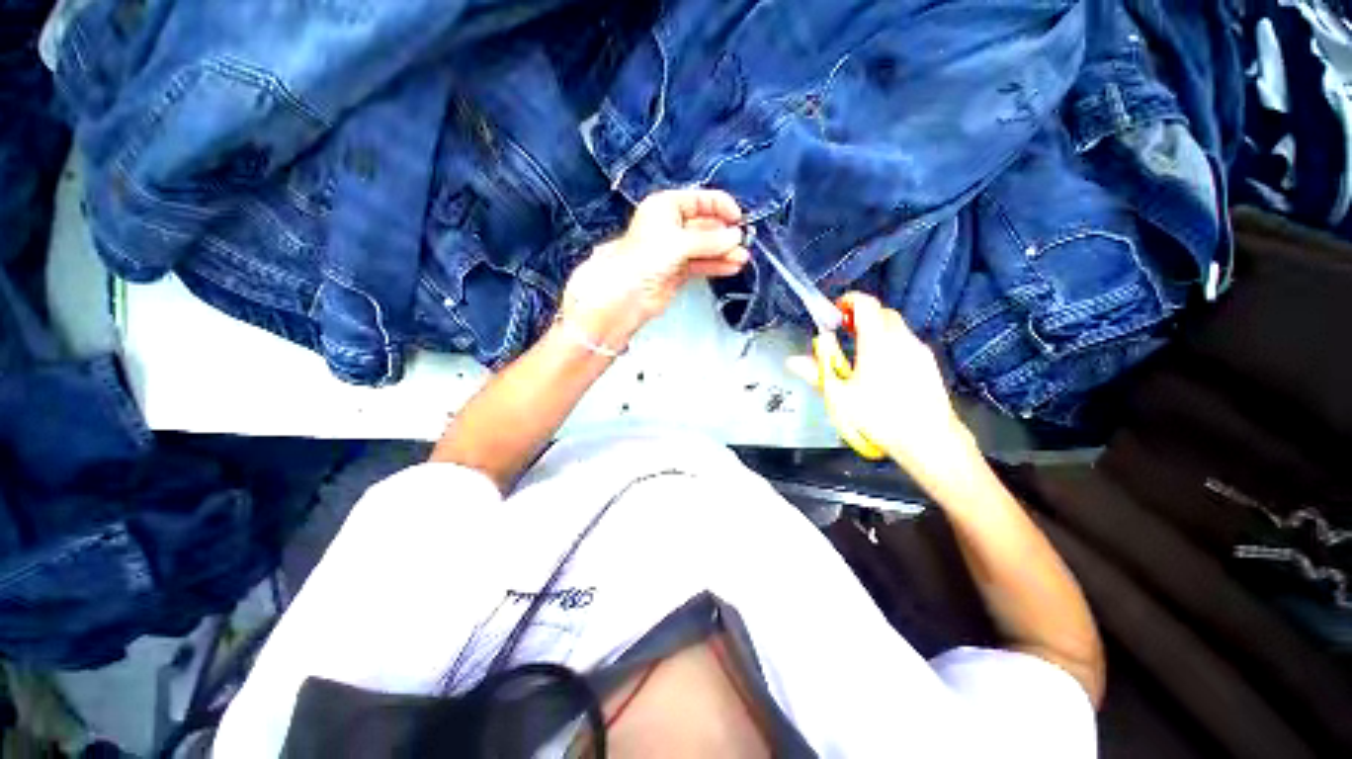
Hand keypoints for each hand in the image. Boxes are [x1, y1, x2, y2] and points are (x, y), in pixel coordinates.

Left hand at [559, 189, 749, 350]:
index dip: (719, 206)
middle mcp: (670, 226)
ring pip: (705, 246)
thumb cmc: (645, 259)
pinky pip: (701, 263)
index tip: (738, 218)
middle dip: (724, 233)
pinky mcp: (678, 270)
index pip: (698, 200)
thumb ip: (709, 240)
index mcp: (664, 207)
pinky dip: (716, 264)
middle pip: (704, 225)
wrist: (627, 295)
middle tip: (743, 242)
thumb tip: (736, 236)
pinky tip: (731, 266)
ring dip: (724, 251)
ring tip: (742, 258)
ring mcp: (675, 250)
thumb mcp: (678, 243)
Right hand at [787, 293, 975, 472]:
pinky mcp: (928, 362)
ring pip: (896, 326)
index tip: (835, 312)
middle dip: (862, 315)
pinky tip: (883, 369)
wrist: (928, 439)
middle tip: (845, 331)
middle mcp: (900, 339)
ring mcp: (918, 350)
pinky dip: (891, 343)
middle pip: (882, 312)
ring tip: (861, 352)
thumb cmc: (879, 416)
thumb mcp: (839, 396)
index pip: (866, 304)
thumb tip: (792, 361)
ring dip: (877, 329)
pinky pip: (906, 342)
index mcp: (877, 342)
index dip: (849, 301)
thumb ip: (816, 373)